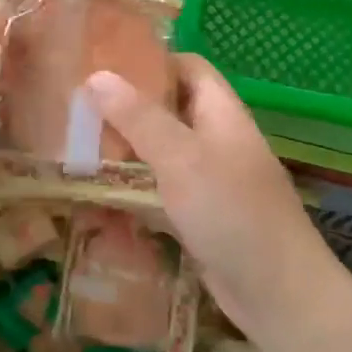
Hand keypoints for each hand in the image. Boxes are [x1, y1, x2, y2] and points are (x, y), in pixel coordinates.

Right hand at [85, 55, 344, 343]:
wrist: (277, 292)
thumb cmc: (232, 212)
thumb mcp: (182, 157)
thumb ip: (140, 118)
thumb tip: (97, 75)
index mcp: (221, 113)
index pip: (188, 67)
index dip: (151, 59)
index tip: (103, 62)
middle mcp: (217, 140)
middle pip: (170, 110)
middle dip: (128, 107)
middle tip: (76, 107)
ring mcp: (210, 180)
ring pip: (162, 152)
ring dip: (126, 149)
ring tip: (75, 145)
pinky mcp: (200, 215)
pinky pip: (161, 190)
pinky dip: (134, 188)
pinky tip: (99, 193)